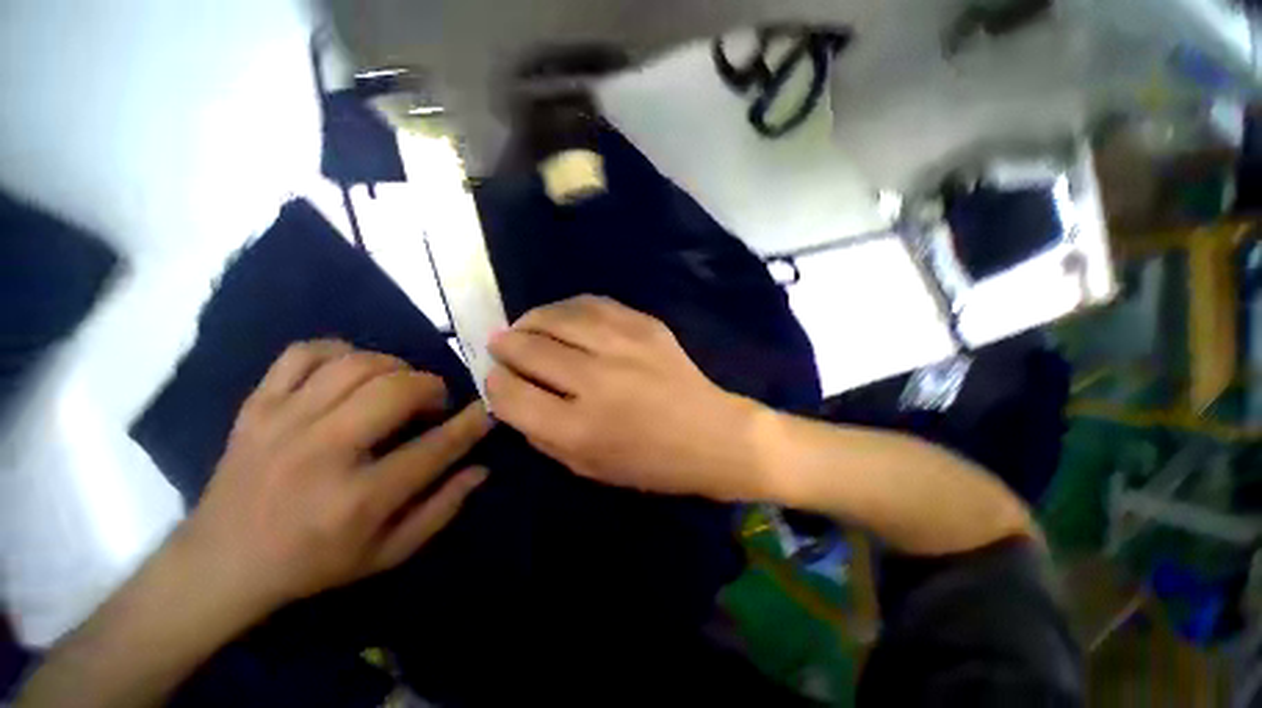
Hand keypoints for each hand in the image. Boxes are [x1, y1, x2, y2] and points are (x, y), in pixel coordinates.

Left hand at [182, 340, 492, 612]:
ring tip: (398, 386)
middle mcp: (322, 454)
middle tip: (435, 402)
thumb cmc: (312, 564)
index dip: (471, 423)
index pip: (436, 447)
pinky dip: (339, 351)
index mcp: (358, 499)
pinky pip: (303, 354)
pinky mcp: (256, 407)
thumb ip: (442, 509)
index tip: (486, 409)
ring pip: (356, 365)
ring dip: (394, 368)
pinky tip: (351, 369)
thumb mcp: (387, 553)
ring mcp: (283, 423)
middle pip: (396, 391)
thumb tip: (481, 469)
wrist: (219, 564)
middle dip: (432, 387)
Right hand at [486, 296, 770, 501]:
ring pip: (556, 317)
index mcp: (577, 428)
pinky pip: (592, 303)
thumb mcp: (586, 467)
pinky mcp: (645, 325)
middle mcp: (595, 380)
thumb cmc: (649, 463)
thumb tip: (513, 394)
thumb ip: (541, 432)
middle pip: (528, 347)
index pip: (510, 393)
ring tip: (526, 327)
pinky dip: (567, 308)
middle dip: (505, 345)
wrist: (711, 435)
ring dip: (531, 320)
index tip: (497, 379)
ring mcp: (622, 345)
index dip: (495, 383)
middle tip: (502, 345)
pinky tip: (562, 317)